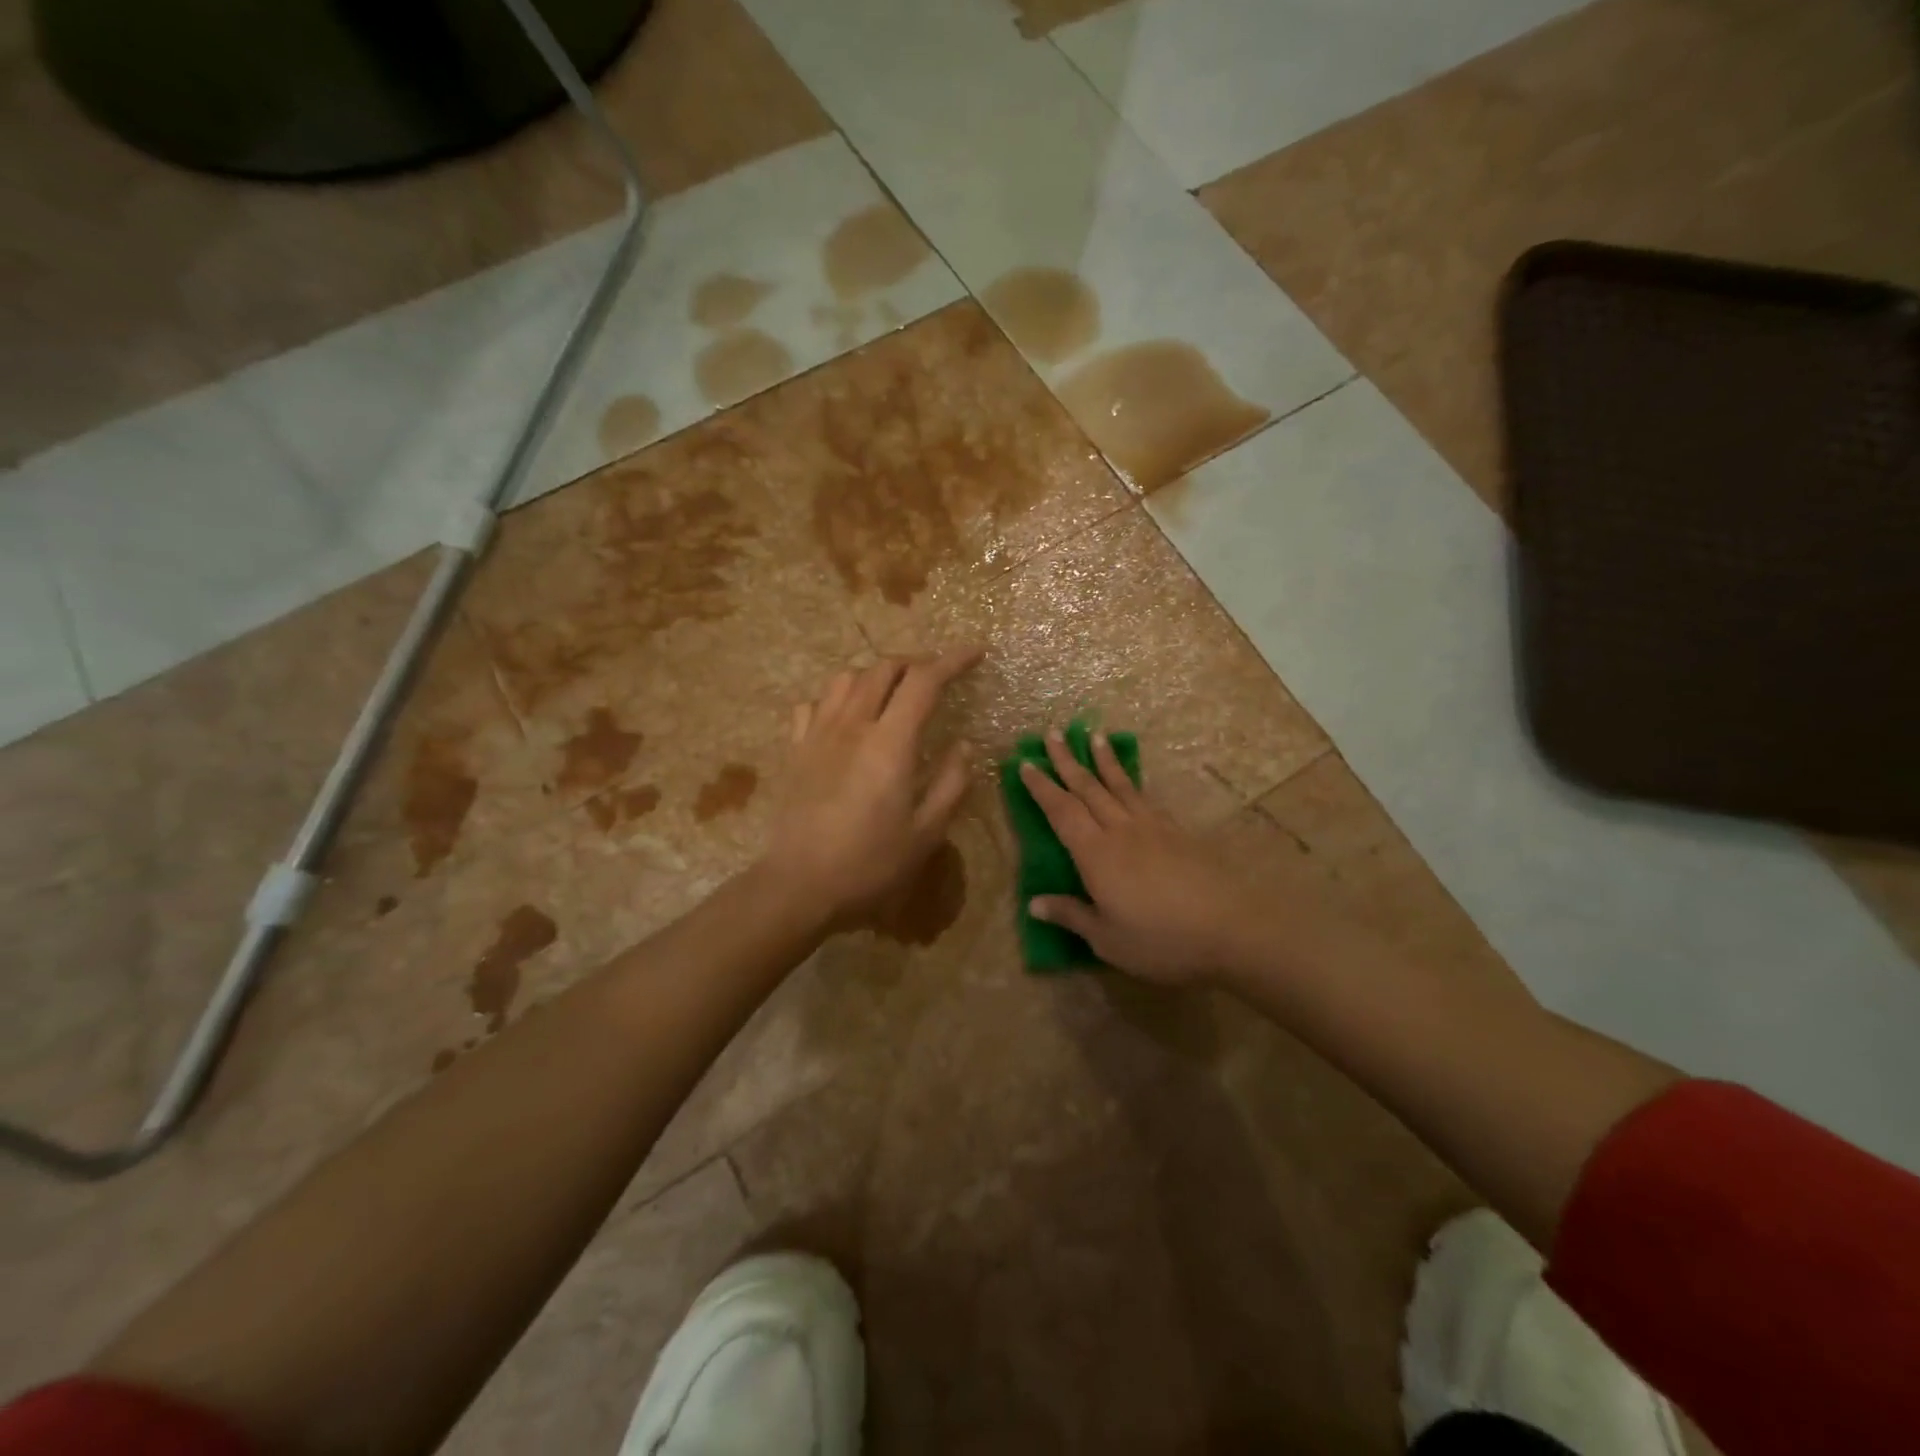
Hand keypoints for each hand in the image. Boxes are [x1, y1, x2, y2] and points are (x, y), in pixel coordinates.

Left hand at [762, 650, 980, 927]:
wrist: (799, 886)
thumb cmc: (870, 864)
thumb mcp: (926, 833)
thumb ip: (950, 783)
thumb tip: (962, 745)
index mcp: (890, 743)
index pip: (924, 681)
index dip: (953, 661)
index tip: (976, 653)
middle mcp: (853, 725)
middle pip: (884, 668)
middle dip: (916, 663)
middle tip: (936, 678)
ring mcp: (818, 734)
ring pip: (846, 678)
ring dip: (875, 674)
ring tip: (892, 693)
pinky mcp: (795, 750)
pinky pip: (813, 704)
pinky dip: (835, 699)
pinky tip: (845, 717)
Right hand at [1020, 730, 1303, 985]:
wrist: (1230, 928)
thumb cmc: (1161, 939)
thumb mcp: (1108, 939)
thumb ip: (1072, 915)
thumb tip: (1034, 903)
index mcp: (1096, 854)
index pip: (1061, 812)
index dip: (1042, 788)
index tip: (1025, 764)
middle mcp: (1120, 830)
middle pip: (1088, 788)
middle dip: (1067, 761)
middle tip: (1052, 733)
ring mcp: (1152, 827)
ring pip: (1120, 786)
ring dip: (1103, 760)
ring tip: (1094, 736)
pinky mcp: (1177, 832)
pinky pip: (1145, 798)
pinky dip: (1132, 782)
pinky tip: (1131, 782)